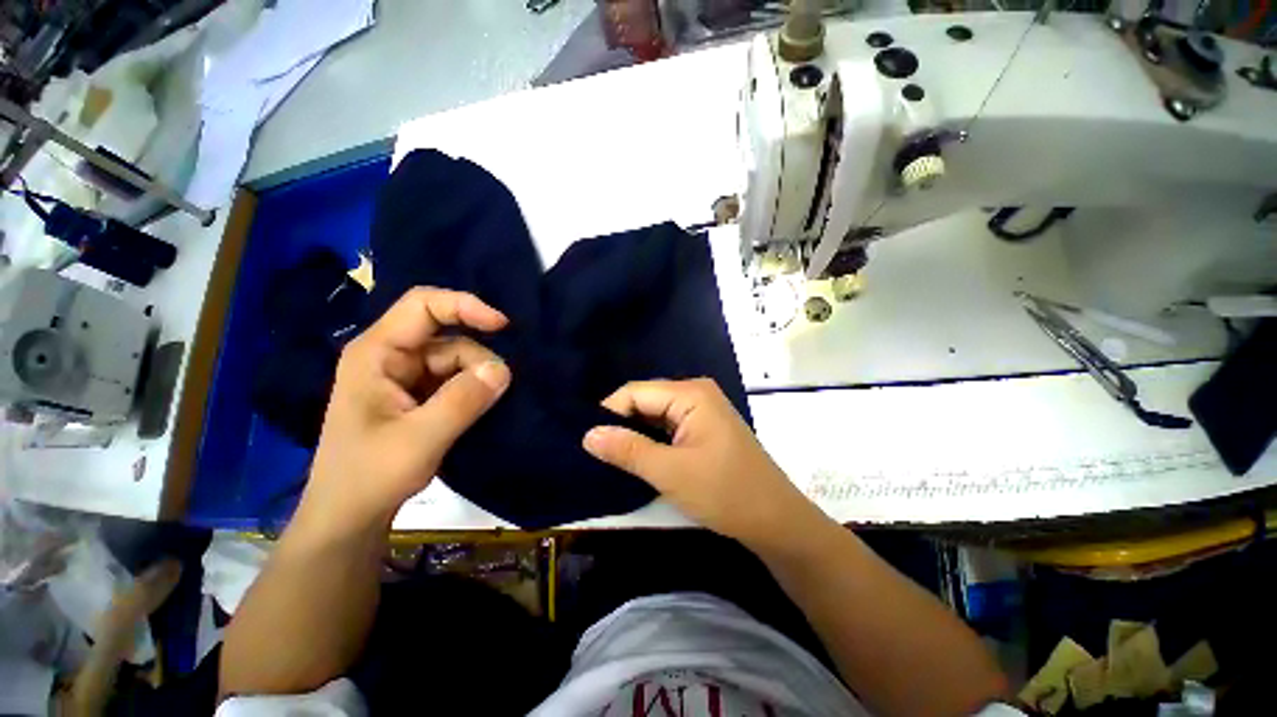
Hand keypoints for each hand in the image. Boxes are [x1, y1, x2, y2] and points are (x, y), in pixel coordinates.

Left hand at [304, 288, 511, 532]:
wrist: (349, 518)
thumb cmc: (370, 477)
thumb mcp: (421, 438)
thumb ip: (463, 400)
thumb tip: (503, 369)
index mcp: (377, 353)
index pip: (423, 306)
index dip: (464, 306)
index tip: (503, 326)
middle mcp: (390, 357)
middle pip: (448, 338)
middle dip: (476, 360)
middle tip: (496, 391)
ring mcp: (404, 377)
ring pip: (456, 361)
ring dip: (476, 380)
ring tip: (485, 408)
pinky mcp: (416, 396)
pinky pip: (454, 380)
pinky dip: (473, 390)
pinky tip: (481, 408)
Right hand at [583, 378, 826, 548]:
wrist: (775, 520)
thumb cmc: (725, 492)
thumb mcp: (670, 473)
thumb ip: (627, 450)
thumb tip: (588, 434)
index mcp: (690, 393)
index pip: (635, 392)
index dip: (609, 413)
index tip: (588, 440)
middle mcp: (695, 393)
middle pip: (645, 400)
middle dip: (622, 423)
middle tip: (596, 451)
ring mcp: (702, 409)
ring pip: (656, 414)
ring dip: (636, 433)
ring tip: (611, 455)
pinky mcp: (704, 426)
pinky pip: (669, 425)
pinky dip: (652, 439)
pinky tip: (638, 454)